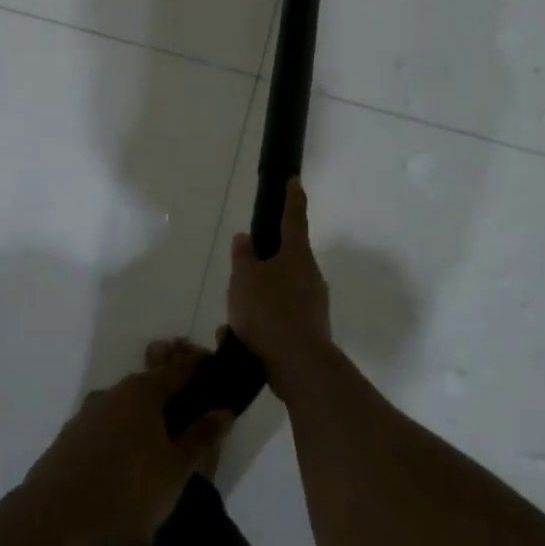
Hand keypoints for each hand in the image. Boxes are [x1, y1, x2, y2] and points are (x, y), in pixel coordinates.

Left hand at [25, 343, 230, 545]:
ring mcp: (85, 416)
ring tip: (156, 466)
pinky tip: (124, 478)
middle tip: (189, 430)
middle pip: (150, 389)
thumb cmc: (126, 490)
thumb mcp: (175, 470)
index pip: (180, 368)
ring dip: (143, 430)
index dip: (200, 369)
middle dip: (171, 404)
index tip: (216, 375)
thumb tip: (223, 409)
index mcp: (143, 392)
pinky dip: (119, 447)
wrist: (52, 518)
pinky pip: (104, 435)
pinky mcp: (67, 440)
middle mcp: (112, 393)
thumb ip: (201, 437)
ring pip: (125, 414)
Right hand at [227, 178, 333, 390]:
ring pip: (279, 294)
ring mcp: (313, 305)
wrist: (298, 364)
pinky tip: (238, 340)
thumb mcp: (244, 278)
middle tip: (240, 275)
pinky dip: (259, 326)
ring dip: (257, 301)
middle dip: (262, 266)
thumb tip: (245, 238)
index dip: (292, 198)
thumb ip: (243, 257)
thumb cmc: (269, 311)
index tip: (294, 181)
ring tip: (232, 318)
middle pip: (285, 261)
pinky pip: (278, 320)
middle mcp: (310, 276)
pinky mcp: (308, 331)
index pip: (294, 218)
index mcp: (297, 255)